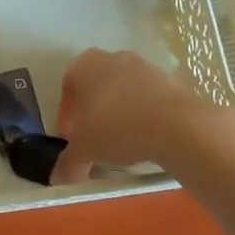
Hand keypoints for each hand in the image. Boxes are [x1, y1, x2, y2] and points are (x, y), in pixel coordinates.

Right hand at [52, 48, 217, 182]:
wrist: (175, 124)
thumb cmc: (116, 128)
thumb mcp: (85, 150)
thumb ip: (68, 162)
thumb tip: (59, 177)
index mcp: (85, 65)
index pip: (68, 86)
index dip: (67, 113)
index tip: (72, 137)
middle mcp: (113, 58)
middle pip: (96, 86)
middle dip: (93, 111)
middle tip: (94, 139)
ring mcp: (144, 66)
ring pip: (123, 90)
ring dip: (118, 112)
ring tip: (121, 141)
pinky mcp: (169, 79)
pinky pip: (147, 98)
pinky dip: (142, 114)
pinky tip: (145, 137)